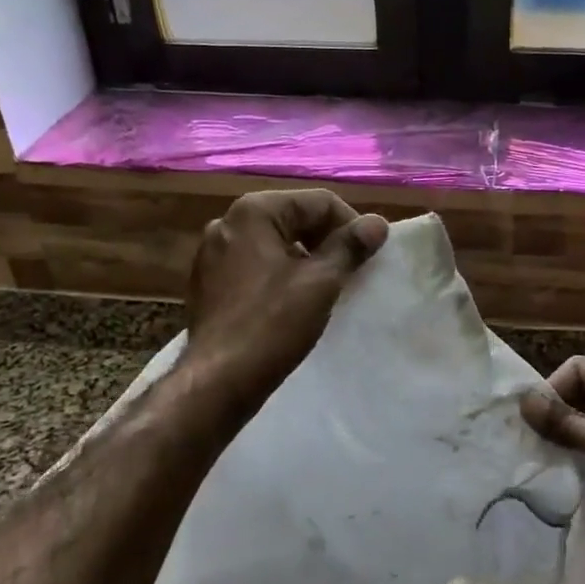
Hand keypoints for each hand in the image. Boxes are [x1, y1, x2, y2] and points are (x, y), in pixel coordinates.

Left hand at [184, 189, 388, 419]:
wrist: (218, 381)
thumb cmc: (272, 325)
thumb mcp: (321, 282)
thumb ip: (350, 247)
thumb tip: (376, 223)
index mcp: (253, 212)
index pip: (318, 202)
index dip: (351, 226)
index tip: (368, 258)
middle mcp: (227, 222)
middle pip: (294, 218)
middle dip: (326, 242)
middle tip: (350, 274)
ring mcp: (212, 253)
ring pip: (274, 244)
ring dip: (304, 260)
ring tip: (324, 290)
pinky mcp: (208, 282)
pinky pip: (254, 266)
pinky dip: (279, 276)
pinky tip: (291, 303)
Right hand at [523, 357, 584, 570]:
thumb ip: (562, 421)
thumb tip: (523, 402)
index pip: (581, 368)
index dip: (555, 388)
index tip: (532, 418)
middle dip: (558, 410)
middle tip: (531, 436)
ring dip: (567, 432)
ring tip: (541, 451)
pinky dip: (580, 449)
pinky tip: (562, 464)